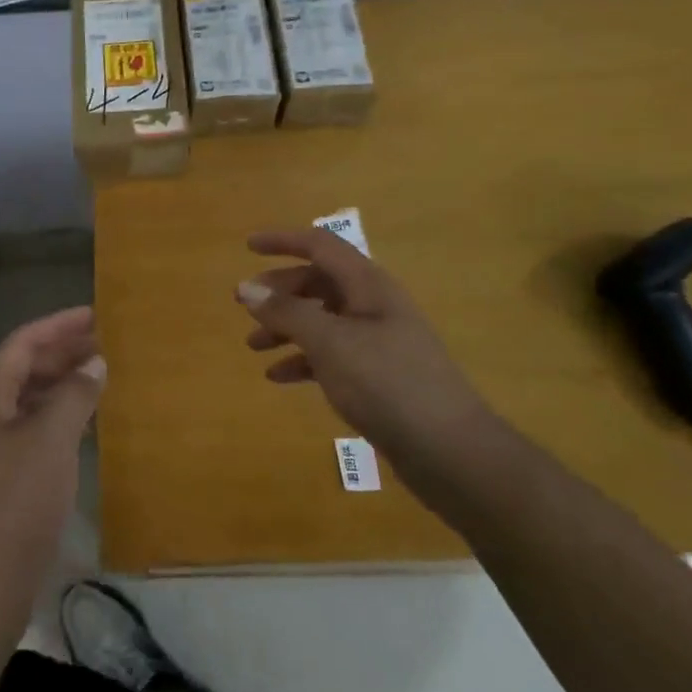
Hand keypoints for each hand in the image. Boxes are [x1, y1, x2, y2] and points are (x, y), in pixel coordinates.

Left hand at [0, 307, 103, 609]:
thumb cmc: (19, 497)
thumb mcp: (52, 438)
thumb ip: (75, 394)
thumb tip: (94, 363)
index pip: (21, 344)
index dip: (57, 326)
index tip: (93, 315)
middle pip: (21, 369)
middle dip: (61, 352)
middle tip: (104, 343)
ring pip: (26, 398)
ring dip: (60, 383)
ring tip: (98, 374)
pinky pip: (29, 426)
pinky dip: (56, 413)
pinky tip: (83, 420)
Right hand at [237, 228, 491, 463]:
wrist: (448, 450)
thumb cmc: (387, 383)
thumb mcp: (330, 343)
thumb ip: (286, 312)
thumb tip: (247, 287)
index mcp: (368, 285)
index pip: (321, 246)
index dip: (284, 241)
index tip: (248, 246)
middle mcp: (373, 305)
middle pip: (319, 283)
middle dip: (279, 290)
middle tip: (242, 305)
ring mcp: (377, 341)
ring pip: (322, 320)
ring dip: (286, 327)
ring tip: (253, 345)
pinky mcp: (377, 374)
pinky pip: (331, 354)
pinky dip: (303, 359)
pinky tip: (279, 377)